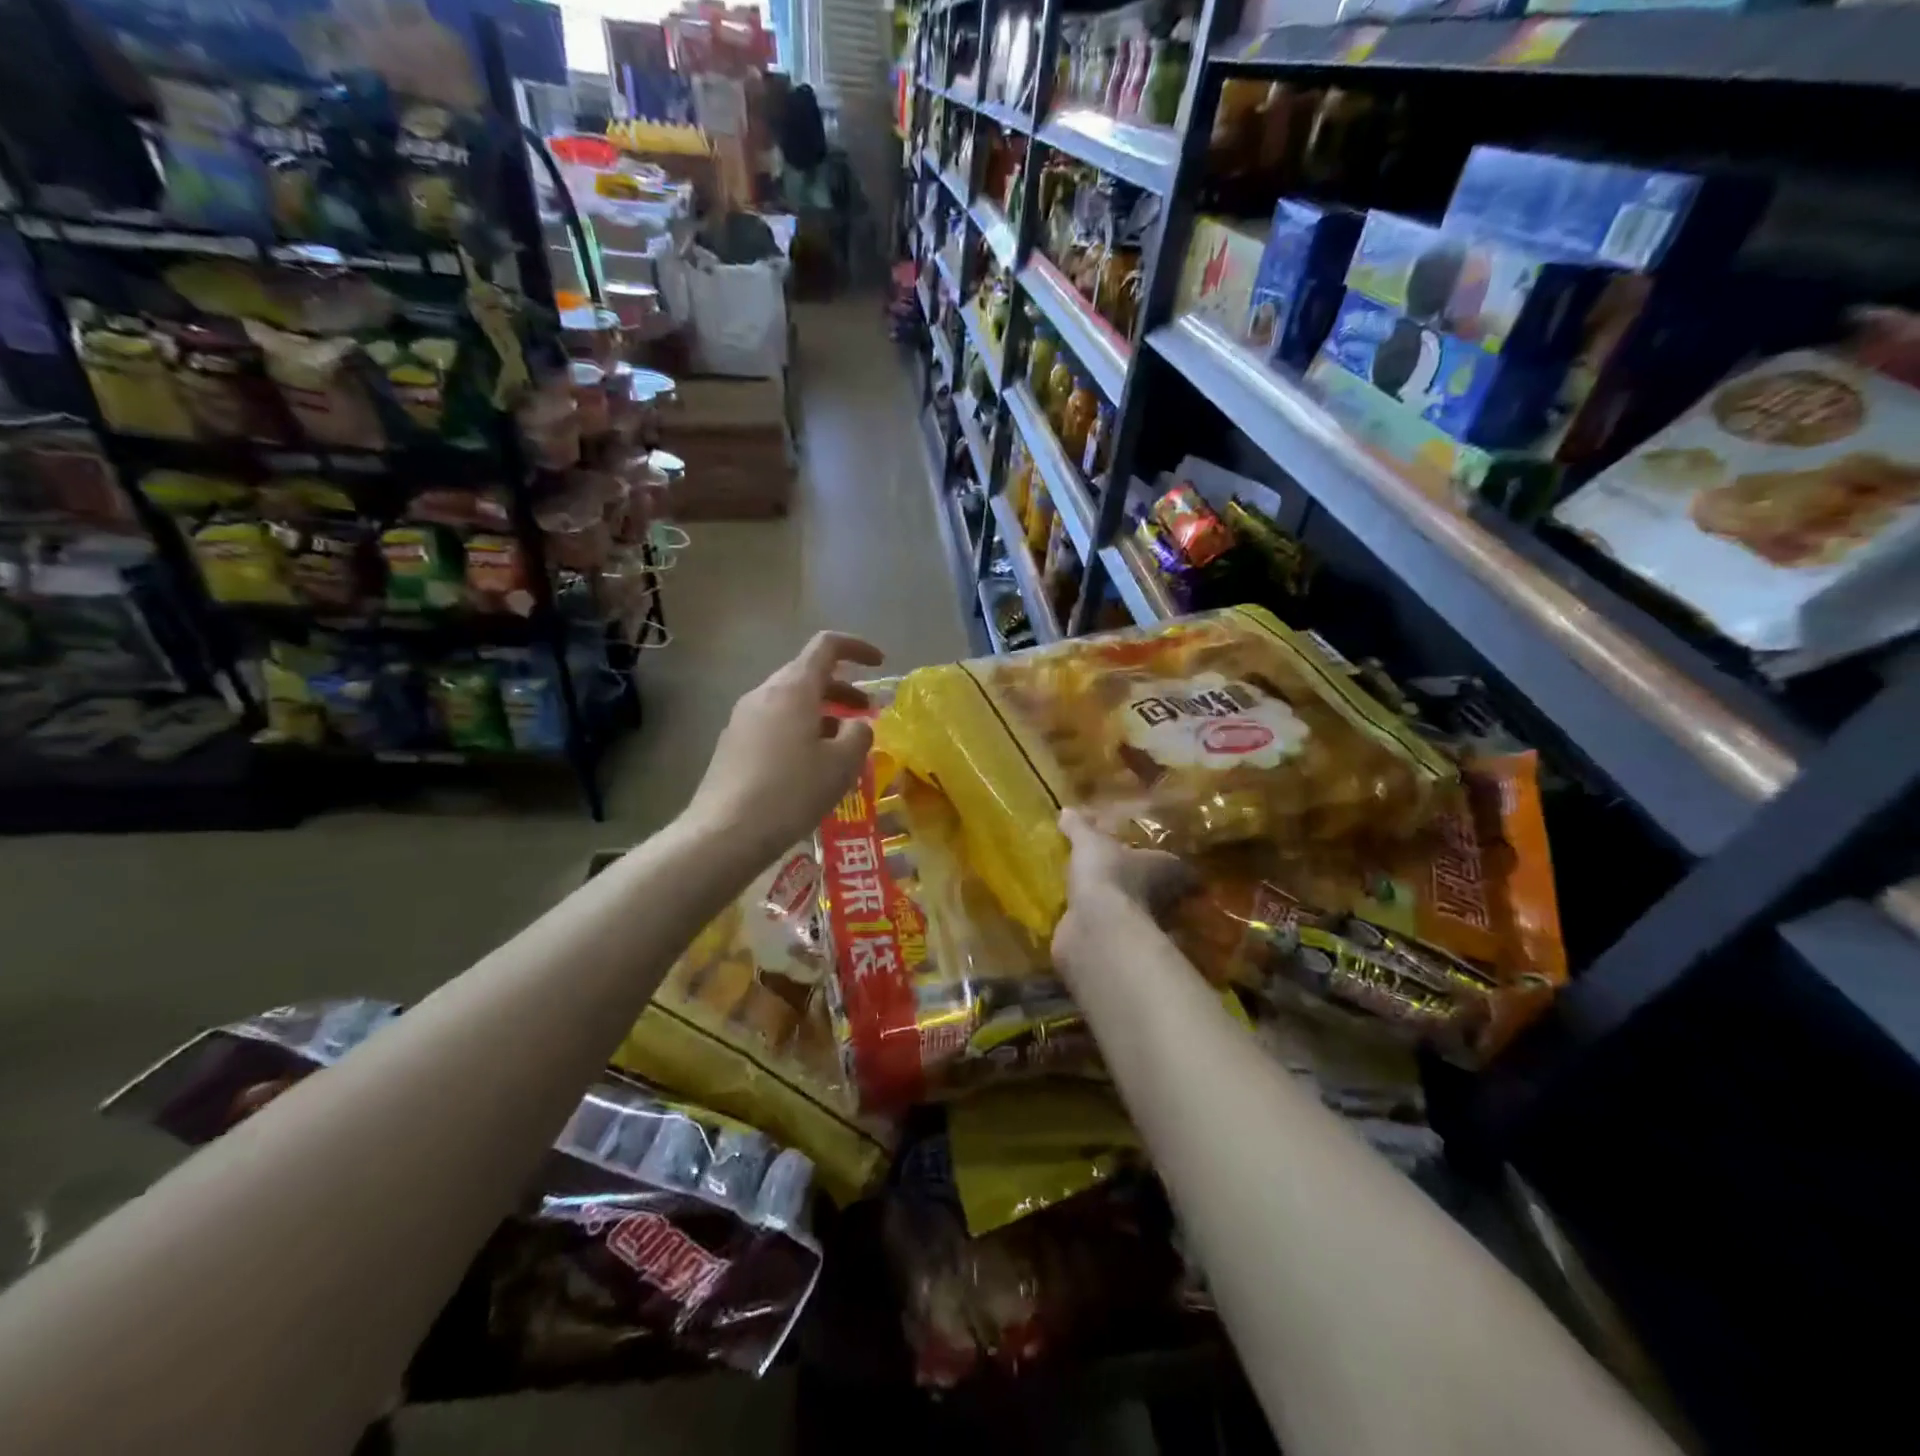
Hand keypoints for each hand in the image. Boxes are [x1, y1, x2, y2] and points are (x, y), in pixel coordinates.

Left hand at [686, 631, 884, 858]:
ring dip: (823, 713)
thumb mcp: (841, 765)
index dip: (856, 648)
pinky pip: (775, 724)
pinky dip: (801, 731)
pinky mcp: (733, 745)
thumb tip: (857, 725)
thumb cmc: (791, 792)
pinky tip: (812, 766)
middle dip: (843, 689)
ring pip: (791, 702)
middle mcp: (764, 694)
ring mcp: (743, 719)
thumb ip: (859, 735)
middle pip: (808, 675)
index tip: (880, 663)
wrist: (725, 834)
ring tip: (844, 745)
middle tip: (868, 713)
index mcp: (793, 689)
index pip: (826, 646)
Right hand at [1053, 809, 1194, 973]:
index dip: (1164, 860)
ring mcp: (1140, 925)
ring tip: (1091, 893)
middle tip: (1115, 872)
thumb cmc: (1107, 875)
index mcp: (1161, 869)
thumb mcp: (1089, 842)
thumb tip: (1067, 810)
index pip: (1172, 863)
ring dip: (1116, 905)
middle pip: (1156, 890)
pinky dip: (1097, 924)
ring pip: (1132, 911)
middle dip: (1138, 883)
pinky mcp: (1117, 944)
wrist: (1097, 928)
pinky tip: (1080, 917)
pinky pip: (1109, 930)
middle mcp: (1159, 899)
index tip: (1149, 855)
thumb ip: (1080, 827)